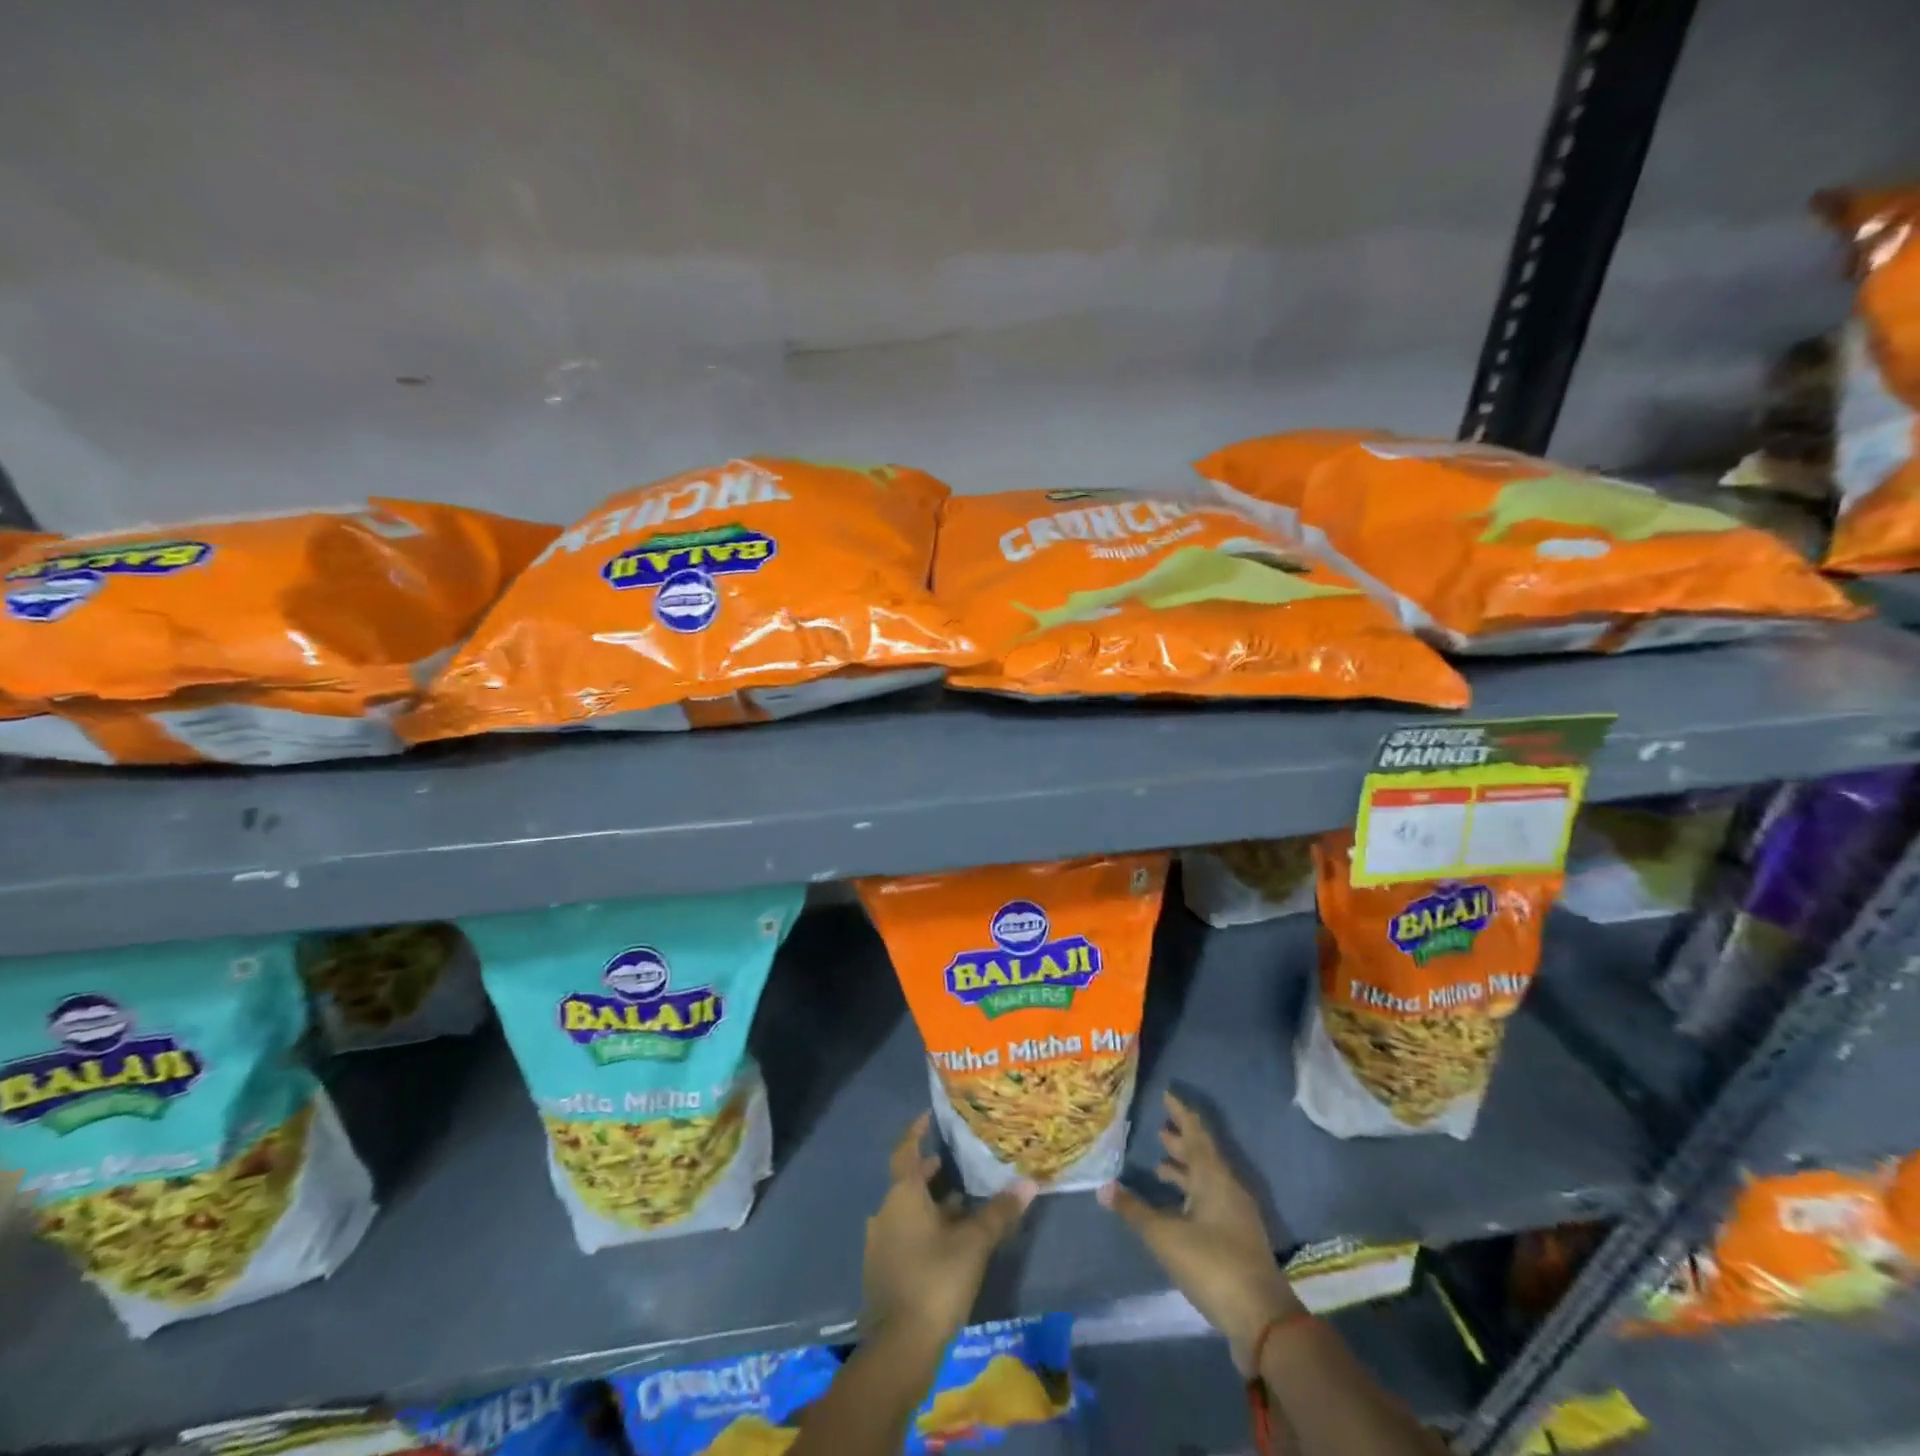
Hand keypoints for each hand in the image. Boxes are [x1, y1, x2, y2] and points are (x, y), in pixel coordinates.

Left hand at [863, 1113, 1036, 1350]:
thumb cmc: (935, 1281)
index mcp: (902, 1194)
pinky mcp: (882, 1269)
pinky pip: (904, 1233)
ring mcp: (880, 1242)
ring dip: (930, 1202)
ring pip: (907, 1209)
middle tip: (956, 1161)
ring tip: (961, 1201)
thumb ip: (999, 1212)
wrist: (898, 1348)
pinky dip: (924, 1227)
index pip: (906, 1149)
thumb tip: (1029, 1183)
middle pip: (908, 1181)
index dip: (916, 1131)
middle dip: (930, 1171)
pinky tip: (948, 1240)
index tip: (928, 1115)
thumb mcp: (974, 1244)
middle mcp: (886, 1210)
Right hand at [1099, 1091, 1302, 1373]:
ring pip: (1207, 1181)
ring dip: (1185, 1171)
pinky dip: (1191, 1196)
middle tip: (1159, 1130)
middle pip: (1203, 1156)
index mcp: (1214, 1178)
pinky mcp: (1238, 1240)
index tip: (1167, 1095)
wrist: (1263, 1320)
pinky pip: (1211, 1202)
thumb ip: (1134, 1211)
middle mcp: (1228, 1189)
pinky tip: (1176, 1209)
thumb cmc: (1213, 1265)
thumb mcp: (1166, 1237)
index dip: (1180, 1113)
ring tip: (1160, 1166)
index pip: (1195, 1133)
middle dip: (1180, 1142)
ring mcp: (1236, 1215)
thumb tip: (1103, 1187)